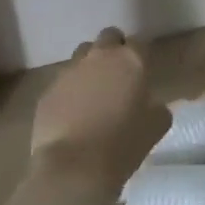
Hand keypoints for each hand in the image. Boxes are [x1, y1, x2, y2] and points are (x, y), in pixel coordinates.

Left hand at [29, 27, 167, 190]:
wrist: (74, 167)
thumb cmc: (123, 144)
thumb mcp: (156, 126)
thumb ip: (156, 106)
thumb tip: (150, 104)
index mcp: (131, 60)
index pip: (139, 43)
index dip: (141, 56)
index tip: (142, 73)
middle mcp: (99, 56)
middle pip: (108, 37)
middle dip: (114, 49)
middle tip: (118, 75)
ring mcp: (70, 71)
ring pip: (82, 55)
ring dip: (90, 66)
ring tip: (93, 93)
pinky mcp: (48, 90)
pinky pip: (62, 82)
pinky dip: (70, 91)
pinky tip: (73, 114)